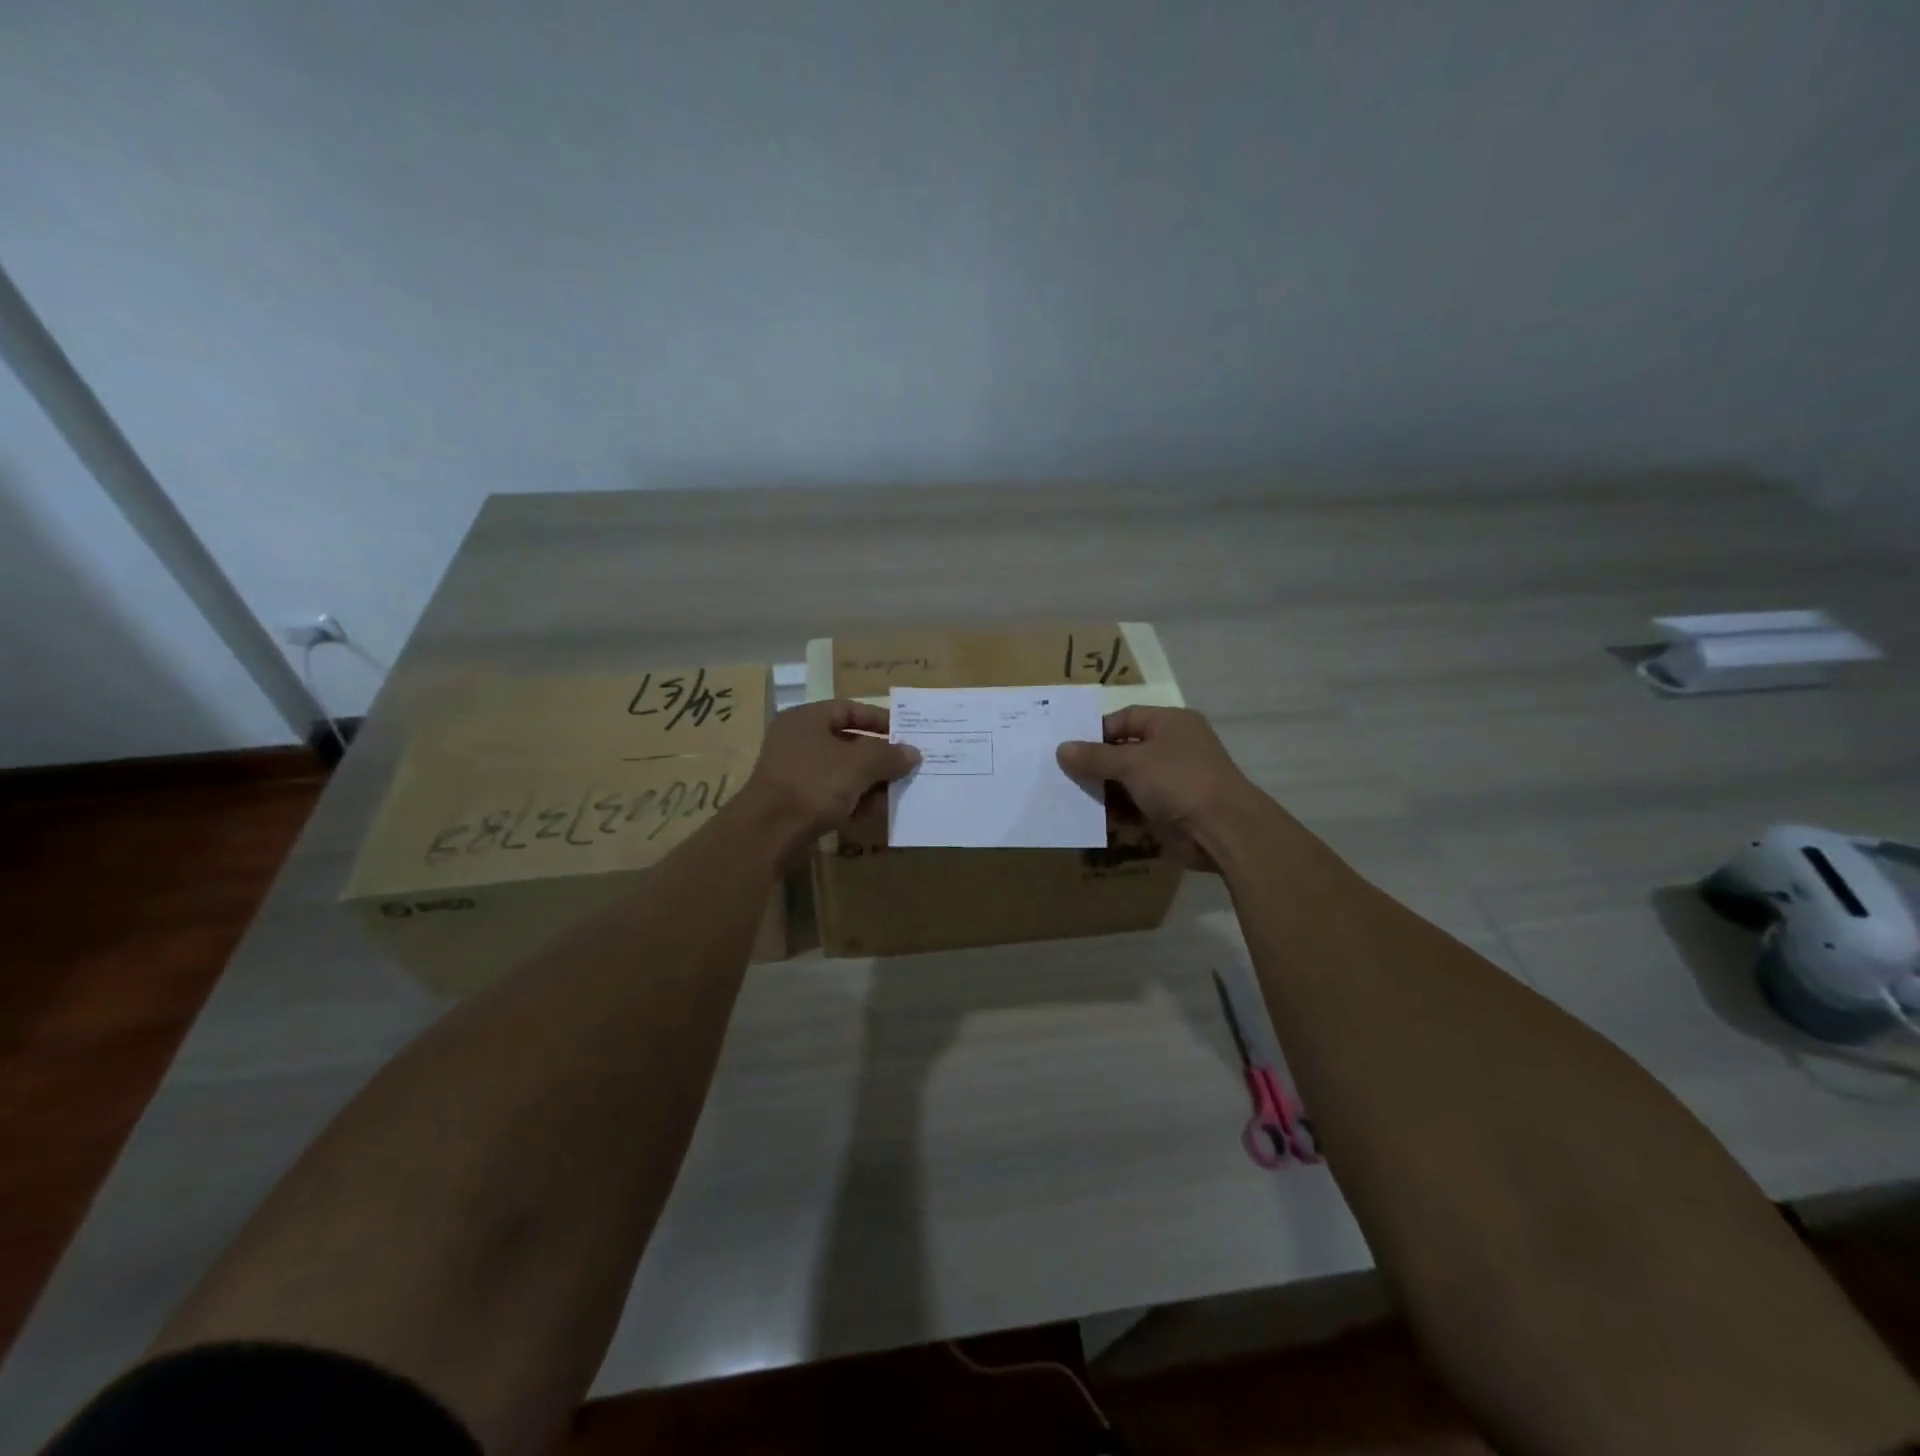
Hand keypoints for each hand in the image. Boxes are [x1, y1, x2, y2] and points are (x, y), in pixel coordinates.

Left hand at [735, 700, 919, 855]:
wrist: (769, 833)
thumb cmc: (814, 784)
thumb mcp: (859, 765)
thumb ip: (888, 755)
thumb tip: (913, 753)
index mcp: (806, 719)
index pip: (850, 709)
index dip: (880, 720)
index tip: (906, 733)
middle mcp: (798, 741)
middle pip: (848, 742)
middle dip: (879, 757)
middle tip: (907, 766)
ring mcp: (795, 773)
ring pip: (842, 771)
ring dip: (870, 782)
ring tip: (897, 793)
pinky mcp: (797, 802)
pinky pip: (832, 795)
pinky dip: (853, 801)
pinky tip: (874, 813)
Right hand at [1056, 707, 1259, 870]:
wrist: (1223, 831)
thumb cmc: (1178, 781)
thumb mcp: (1131, 763)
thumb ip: (1094, 757)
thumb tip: (1061, 749)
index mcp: (1170, 723)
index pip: (1125, 718)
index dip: (1096, 732)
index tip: (1068, 748)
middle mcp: (1173, 748)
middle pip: (1124, 751)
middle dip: (1096, 765)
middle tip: (1062, 775)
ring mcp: (1172, 781)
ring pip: (1128, 782)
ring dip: (1103, 791)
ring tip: (1071, 798)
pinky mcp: (1169, 811)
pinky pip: (1135, 807)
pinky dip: (1117, 813)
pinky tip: (1092, 820)